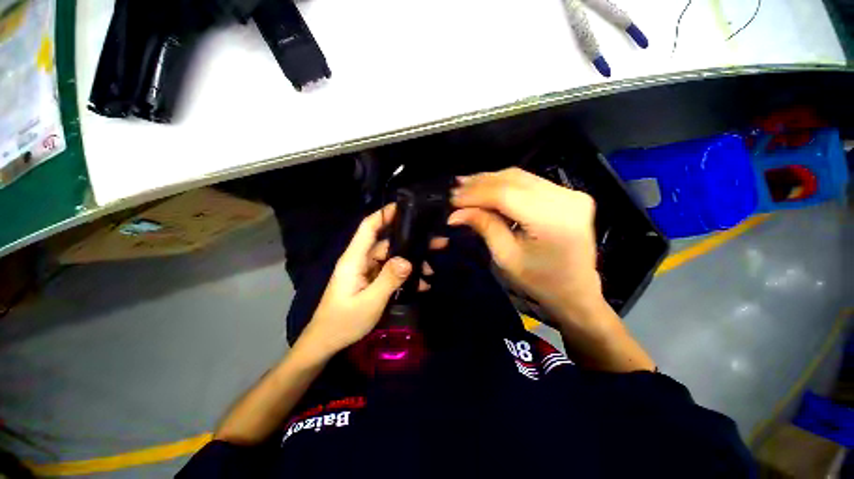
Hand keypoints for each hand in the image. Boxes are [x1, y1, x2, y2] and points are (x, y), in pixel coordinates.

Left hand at [298, 204, 443, 357]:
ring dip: (412, 262)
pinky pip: (392, 273)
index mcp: (354, 259)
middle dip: (411, 241)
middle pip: (388, 243)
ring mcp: (368, 272)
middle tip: (436, 242)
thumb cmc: (343, 321)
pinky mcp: (373, 282)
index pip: (368, 228)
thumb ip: (388, 280)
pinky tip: (422, 285)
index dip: (384, 214)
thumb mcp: (369, 302)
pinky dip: (406, 276)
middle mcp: (362, 261)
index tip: (405, 207)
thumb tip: (407, 260)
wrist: (327, 342)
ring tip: (432, 269)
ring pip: (393, 259)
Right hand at [449, 168, 654, 371]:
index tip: (452, 199)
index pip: (505, 195)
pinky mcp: (570, 195)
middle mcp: (567, 199)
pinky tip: (488, 188)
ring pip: (521, 176)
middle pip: (513, 180)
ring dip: (491, 180)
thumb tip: (456, 213)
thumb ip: (484, 227)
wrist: (577, 292)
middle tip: (456, 189)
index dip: (475, 194)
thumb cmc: (540, 282)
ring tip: (467, 186)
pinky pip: (530, 182)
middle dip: (480, 183)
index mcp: (552, 220)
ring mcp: (571, 194)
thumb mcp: (506, 257)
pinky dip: (506, 184)